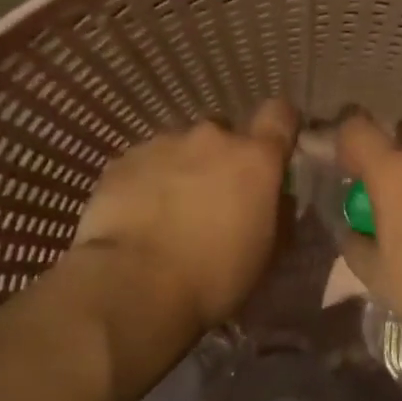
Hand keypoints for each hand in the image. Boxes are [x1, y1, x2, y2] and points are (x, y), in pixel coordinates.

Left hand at [74, 100, 300, 332]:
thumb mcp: (266, 254)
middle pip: (223, 134)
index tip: (274, 148)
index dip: (279, 127)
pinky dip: (145, 182)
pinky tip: (137, 216)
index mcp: (255, 159)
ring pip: (179, 148)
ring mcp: (162, 144)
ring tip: (167, 211)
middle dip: (220, 159)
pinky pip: (142, 164)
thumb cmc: (214, 276)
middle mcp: (210, 138)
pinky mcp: (122, 160)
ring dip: (180, 170)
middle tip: (212, 199)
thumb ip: (276, 213)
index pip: (279, 116)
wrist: (135, 284)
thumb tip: (276, 198)